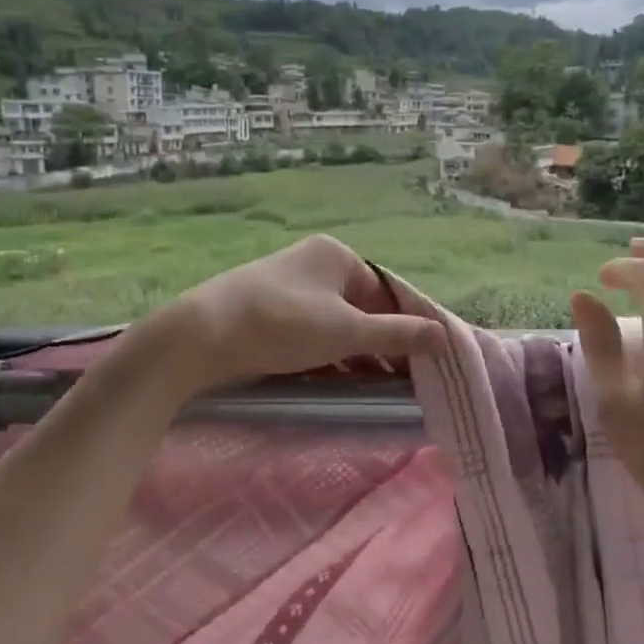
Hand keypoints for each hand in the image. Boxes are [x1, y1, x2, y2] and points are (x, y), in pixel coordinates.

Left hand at [136, 234, 443, 400]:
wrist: (199, 336)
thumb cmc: (282, 324)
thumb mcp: (347, 331)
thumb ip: (398, 334)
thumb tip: (444, 335)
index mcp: (337, 256)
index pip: (387, 292)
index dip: (407, 326)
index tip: (423, 362)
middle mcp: (314, 264)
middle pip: (363, 307)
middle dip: (383, 343)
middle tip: (402, 381)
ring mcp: (288, 286)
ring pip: (337, 322)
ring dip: (357, 353)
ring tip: (376, 387)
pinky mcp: (267, 311)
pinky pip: (311, 331)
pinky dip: (328, 354)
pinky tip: (339, 380)